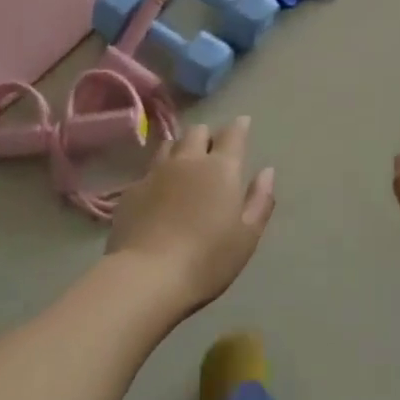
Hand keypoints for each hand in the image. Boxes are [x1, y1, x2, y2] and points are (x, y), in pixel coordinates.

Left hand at [108, 118, 275, 314]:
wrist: (147, 276)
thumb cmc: (207, 259)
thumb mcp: (247, 236)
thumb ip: (260, 200)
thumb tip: (267, 171)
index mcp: (221, 168)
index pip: (233, 134)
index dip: (239, 126)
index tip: (243, 123)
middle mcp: (188, 161)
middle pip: (198, 132)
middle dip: (208, 135)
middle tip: (213, 149)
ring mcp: (156, 172)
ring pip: (170, 145)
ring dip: (181, 148)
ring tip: (184, 162)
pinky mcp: (132, 190)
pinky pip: (149, 170)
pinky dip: (159, 173)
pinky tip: (159, 190)